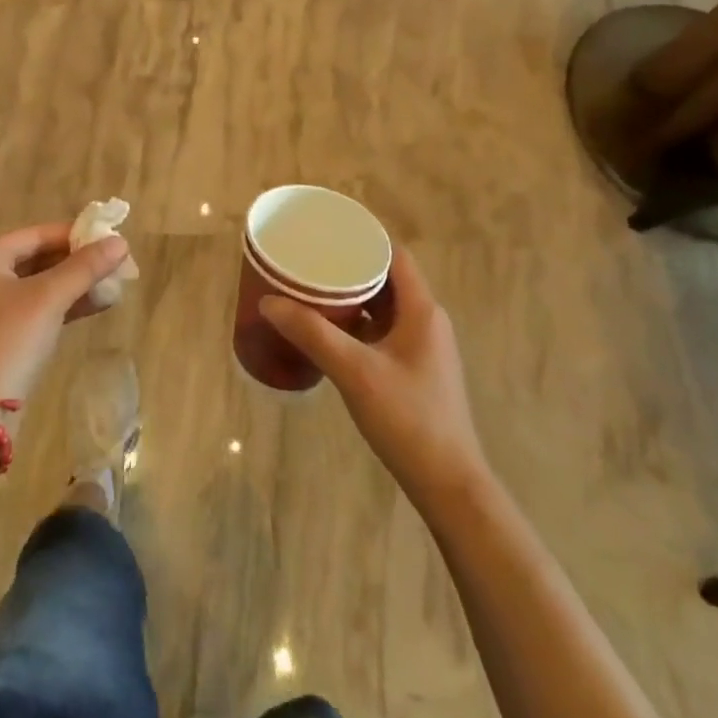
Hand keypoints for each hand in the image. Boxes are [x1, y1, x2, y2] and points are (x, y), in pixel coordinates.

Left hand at [0, 223, 129, 402]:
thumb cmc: (7, 341)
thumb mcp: (49, 298)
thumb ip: (85, 267)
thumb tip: (121, 242)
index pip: (37, 234)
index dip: (77, 235)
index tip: (114, 240)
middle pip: (39, 258)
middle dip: (80, 262)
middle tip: (120, 265)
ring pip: (40, 284)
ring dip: (77, 284)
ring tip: (117, 284)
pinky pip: (36, 307)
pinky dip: (64, 304)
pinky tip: (99, 304)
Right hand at [261, 248, 487, 503]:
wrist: (447, 483)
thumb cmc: (408, 419)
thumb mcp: (354, 372)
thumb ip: (312, 334)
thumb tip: (269, 301)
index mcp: (422, 310)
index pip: (395, 255)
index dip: (364, 239)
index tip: (327, 233)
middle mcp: (426, 321)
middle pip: (387, 279)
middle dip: (350, 268)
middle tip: (310, 262)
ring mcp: (422, 347)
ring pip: (384, 307)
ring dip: (353, 298)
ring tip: (312, 291)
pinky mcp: (414, 370)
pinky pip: (383, 332)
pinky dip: (358, 324)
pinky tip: (329, 332)